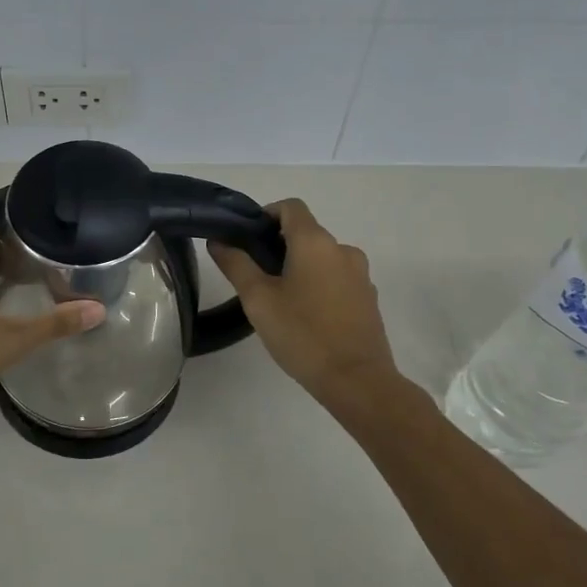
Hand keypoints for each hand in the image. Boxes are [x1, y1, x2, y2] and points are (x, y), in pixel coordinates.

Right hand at [207, 199, 396, 402]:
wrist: (356, 380)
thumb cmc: (302, 333)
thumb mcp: (258, 299)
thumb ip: (236, 264)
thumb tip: (218, 241)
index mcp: (315, 242)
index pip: (291, 207)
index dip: (267, 214)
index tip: (247, 237)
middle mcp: (342, 249)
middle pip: (306, 232)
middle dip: (279, 245)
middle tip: (254, 274)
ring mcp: (360, 274)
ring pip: (322, 258)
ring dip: (300, 267)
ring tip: (278, 298)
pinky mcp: (368, 298)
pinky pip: (337, 279)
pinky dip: (319, 285)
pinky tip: (305, 315)